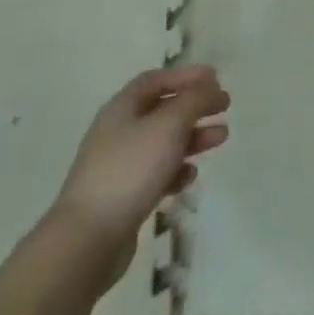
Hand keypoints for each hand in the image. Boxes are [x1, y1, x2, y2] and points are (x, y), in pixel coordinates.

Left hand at [48, 66, 228, 277]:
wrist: (88, 239)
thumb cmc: (130, 169)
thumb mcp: (168, 125)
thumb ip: (193, 100)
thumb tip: (208, 86)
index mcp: (122, 108)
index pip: (156, 80)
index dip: (186, 75)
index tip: (216, 79)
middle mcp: (118, 132)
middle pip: (162, 110)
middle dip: (195, 106)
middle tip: (225, 106)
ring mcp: (119, 165)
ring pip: (163, 142)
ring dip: (193, 136)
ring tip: (221, 138)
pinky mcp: (124, 196)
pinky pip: (156, 173)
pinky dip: (177, 169)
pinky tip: (190, 176)